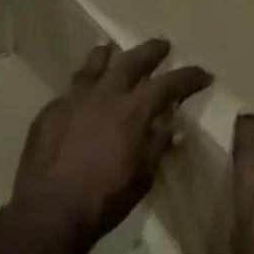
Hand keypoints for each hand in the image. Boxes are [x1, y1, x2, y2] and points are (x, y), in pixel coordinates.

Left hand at [12, 38, 212, 250]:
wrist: (50, 209)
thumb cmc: (104, 198)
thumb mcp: (142, 177)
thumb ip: (157, 147)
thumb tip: (172, 129)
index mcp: (132, 111)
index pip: (168, 84)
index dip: (188, 77)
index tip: (203, 74)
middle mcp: (104, 95)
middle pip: (130, 61)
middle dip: (150, 51)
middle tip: (162, 45)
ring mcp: (73, 99)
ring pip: (93, 65)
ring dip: (107, 55)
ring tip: (111, 49)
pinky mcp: (50, 110)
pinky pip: (71, 90)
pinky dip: (83, 88)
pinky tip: (82, 96)